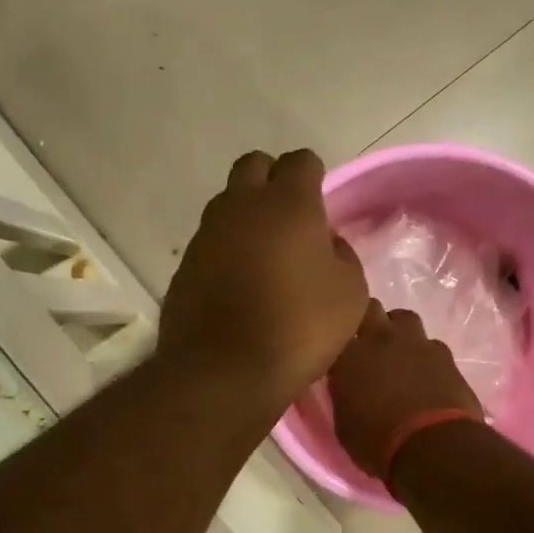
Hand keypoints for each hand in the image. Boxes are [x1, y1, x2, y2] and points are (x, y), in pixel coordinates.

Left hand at [160, 150, 368, 404]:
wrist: (224, 371)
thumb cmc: (299, 328)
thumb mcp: (349, 294)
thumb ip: (341, 256)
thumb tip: (325, 244)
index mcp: (288, 204)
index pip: (301, 161)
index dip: (313, 177)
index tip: (320, 206)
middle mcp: (241, 206)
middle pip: (254, 167)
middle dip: (272, 181)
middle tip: (289, 219)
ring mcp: (206, 235)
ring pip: (226, 204)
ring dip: (245, 217)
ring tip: (263, 256)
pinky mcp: (184, 266)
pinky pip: (209, 243)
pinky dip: (225, 252)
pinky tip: (237, 285)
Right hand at [328, 301, 483, 477]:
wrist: (434, 446)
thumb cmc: (378, 443)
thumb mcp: (344, 425)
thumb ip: (344, 395)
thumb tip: (347, 387)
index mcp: (349, 357)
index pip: (336, 331)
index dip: (338, 339)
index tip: (338, 350)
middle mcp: (381, 340)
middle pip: (371, 308)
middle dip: (369, 320)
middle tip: (368, 342)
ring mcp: (416, 344)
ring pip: (404, 318)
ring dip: (399, 331)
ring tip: (399, 352)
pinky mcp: (445, 355)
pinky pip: (431, 344)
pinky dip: (426, 355)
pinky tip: (427, 372)